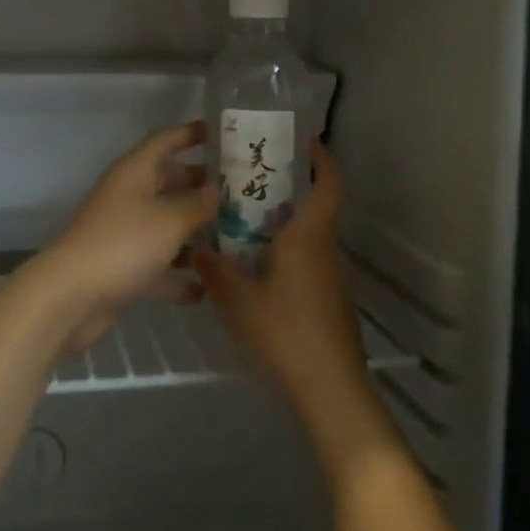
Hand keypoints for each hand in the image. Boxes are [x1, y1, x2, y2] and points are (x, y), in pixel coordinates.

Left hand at [26, 121, 216, 349]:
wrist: (73, 296)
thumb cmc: (125, 243)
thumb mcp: (171, 219)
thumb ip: (199, 204)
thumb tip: (217, 189)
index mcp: (135, 172)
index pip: (165, 140)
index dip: (191, 133)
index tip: (222, 132)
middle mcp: (129, 196)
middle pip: (169, 182)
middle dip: (201, 185)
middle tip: (241, 190)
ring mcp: (126, 233)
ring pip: (167, 224)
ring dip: (195, 231)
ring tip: (236, 236)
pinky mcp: (125, 268)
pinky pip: (159, 264)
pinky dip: (180, 274)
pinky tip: (208, 287)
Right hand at [193, 141, 389, 452]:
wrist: (331, 391)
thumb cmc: (285, 333)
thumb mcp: (237, 301)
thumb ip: (215, 271)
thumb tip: (198, 249)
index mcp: (308, 237)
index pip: (328, 183)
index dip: (321, 157)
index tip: (302, 139)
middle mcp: (324, 249)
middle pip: (316, 206)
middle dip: (288, 188)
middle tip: (249, 180)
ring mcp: (330, 278)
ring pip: (309, 236)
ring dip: (283, 223)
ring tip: (241, 221)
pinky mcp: (328, 301)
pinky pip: (306, 261)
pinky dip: (285, 252)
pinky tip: (255, 269)